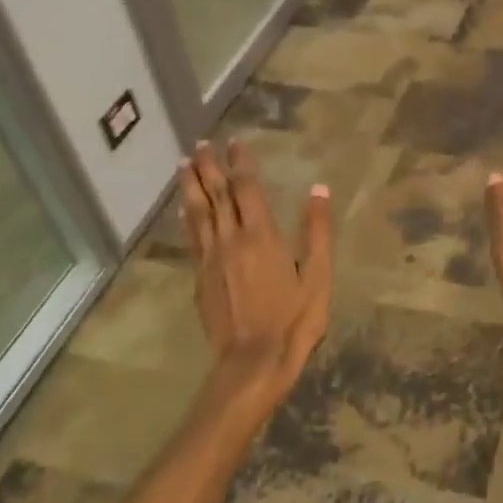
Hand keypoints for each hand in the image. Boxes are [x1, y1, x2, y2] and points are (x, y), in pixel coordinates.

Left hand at [180, 139, 332, 405]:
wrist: (252, 361)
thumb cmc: (293, 319)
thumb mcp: (318, 275)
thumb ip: (318, 230)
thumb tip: (319, 189)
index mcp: (261, 235)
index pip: (247, 188)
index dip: (240, 163)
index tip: (235, 142)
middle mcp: (230, 239)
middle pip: (215, 194)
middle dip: (208, 166)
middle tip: (200, 143)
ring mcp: (210, 259)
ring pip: (197, 213)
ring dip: (190, 185)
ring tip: (183, 163)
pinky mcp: (200, 278)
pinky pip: (191, 237)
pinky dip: (187, 217)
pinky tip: (184, 210)